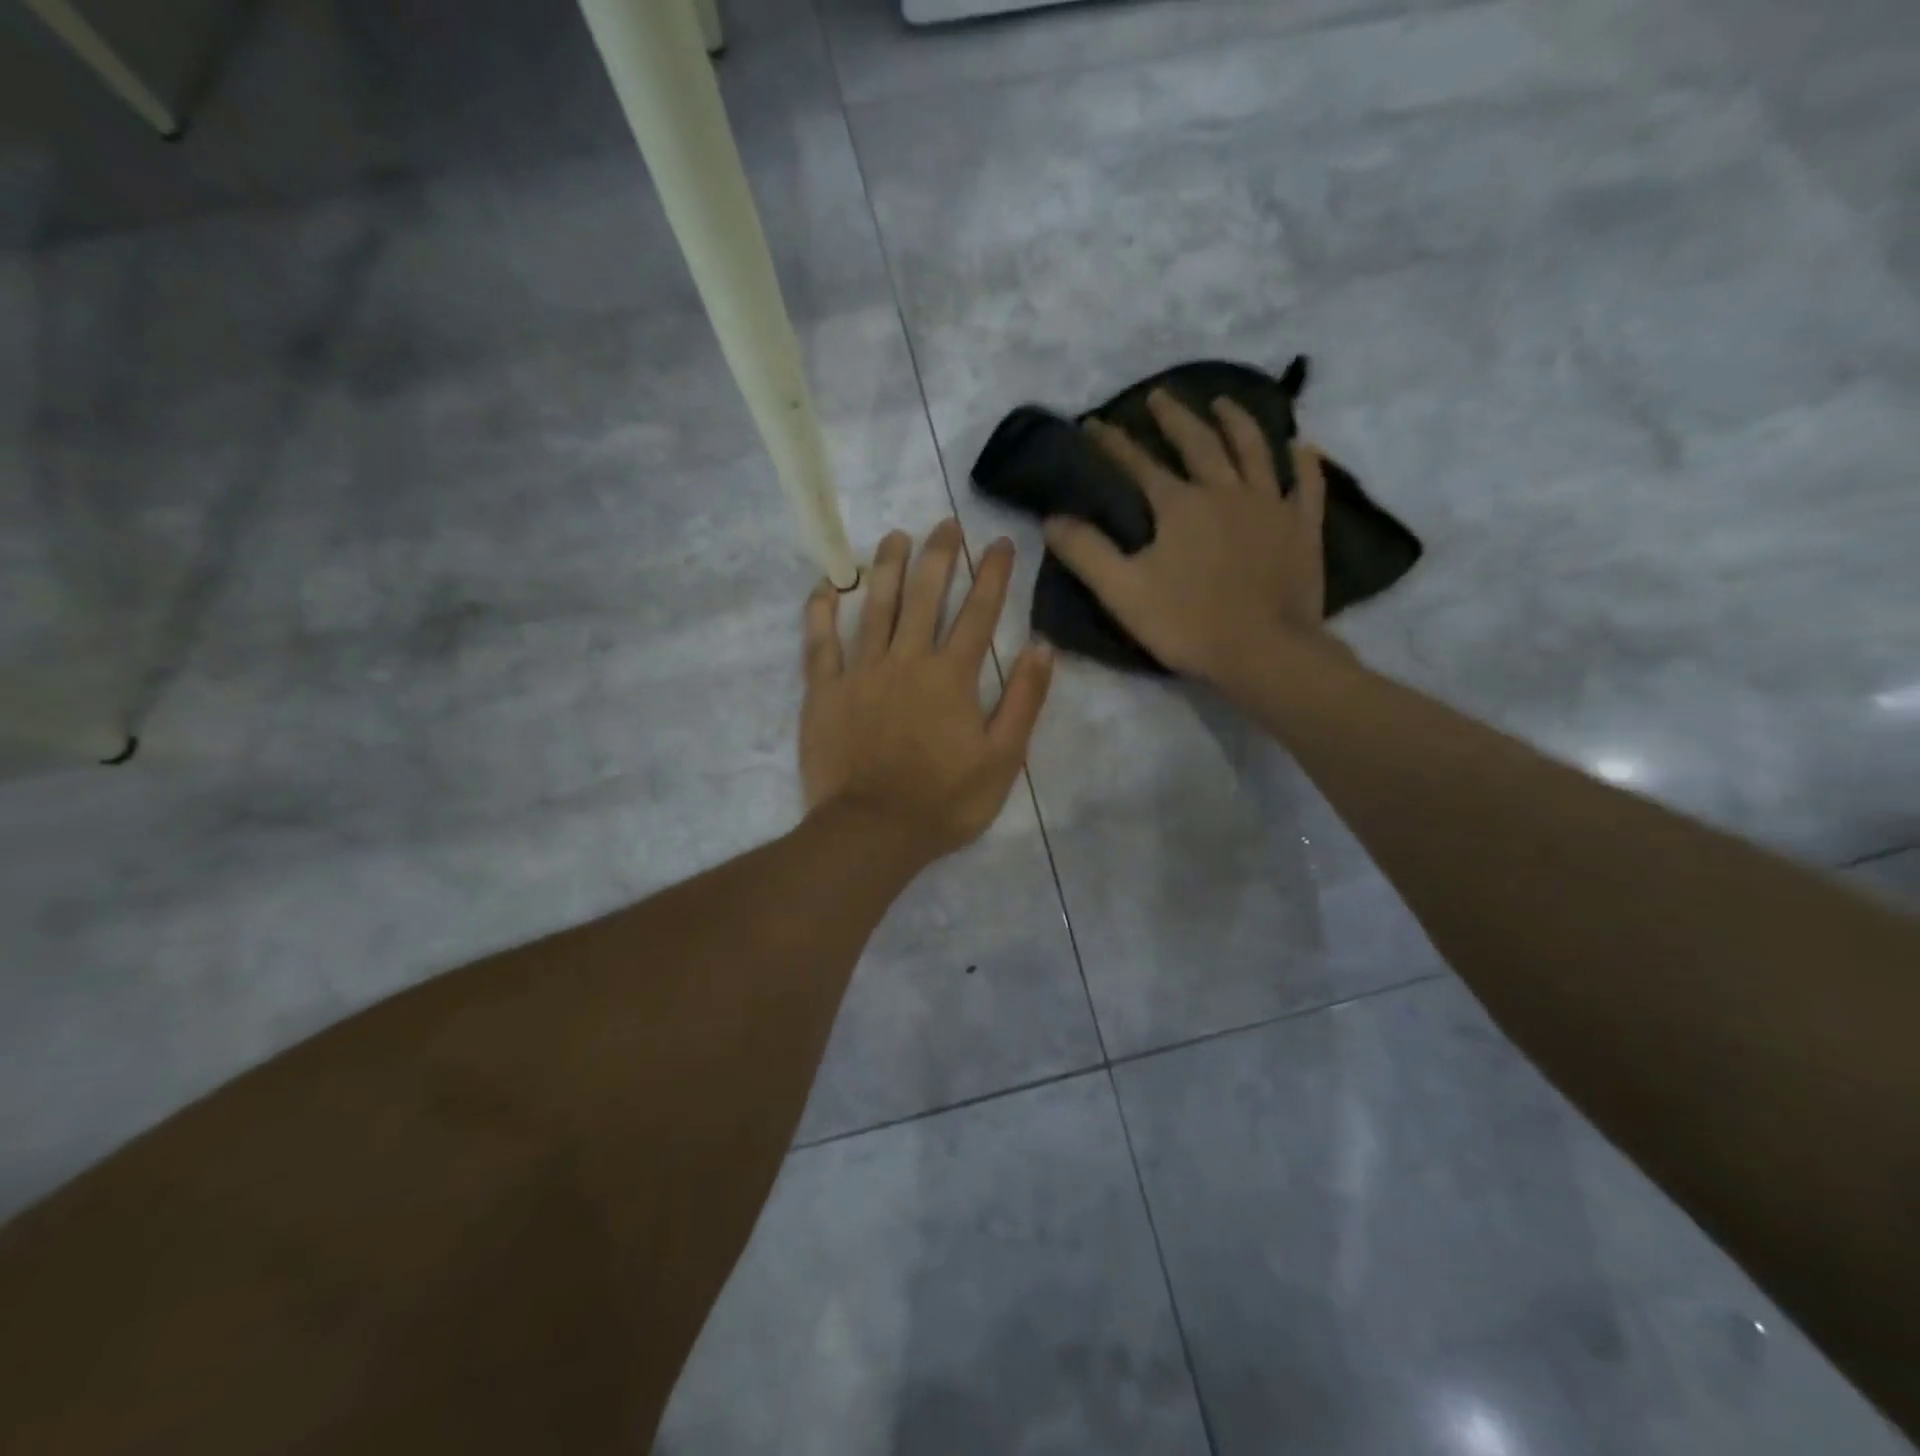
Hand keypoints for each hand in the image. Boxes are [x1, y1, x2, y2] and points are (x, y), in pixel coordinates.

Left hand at [800, 520, 1053, 863]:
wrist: (873, 831)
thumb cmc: (944, 801)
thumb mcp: (1003, 759)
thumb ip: (1024, 701)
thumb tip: (1042, 647)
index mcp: (952, 676)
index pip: (978, 613)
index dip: (992, 575)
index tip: (999, 542)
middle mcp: (906, 660)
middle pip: (924, 596)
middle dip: (938, 555)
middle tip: (944, 523)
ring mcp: (861, 672)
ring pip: (874, 607)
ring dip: (885, 567)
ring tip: (893, 536)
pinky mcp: (824, 692)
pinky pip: (819, 643)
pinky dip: (821, 612)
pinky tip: (827, 586)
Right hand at [1042, 390, 1337, 691]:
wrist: (1265, 651)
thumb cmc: (1188, 623)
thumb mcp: (1123, 592)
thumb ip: (1085, 552)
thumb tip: (1052, 518)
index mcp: (1179, 505)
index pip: (1138, 464)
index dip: (1113, 443)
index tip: (1094, 424)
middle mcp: (1225, 490)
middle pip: (1199, 442)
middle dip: (1174, 417)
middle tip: (1158, 395)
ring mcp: (1270, 505)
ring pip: (1254, 449)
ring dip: (1236, 421)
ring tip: (1223, 402)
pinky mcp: (1302, 527)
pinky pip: (1306, 484)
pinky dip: (1303, 461)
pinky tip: (1301, 445)